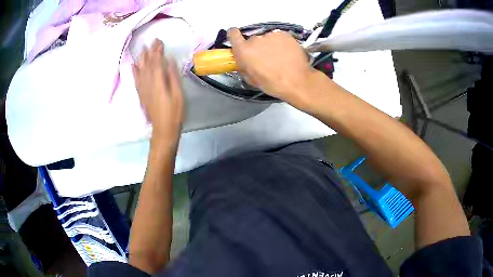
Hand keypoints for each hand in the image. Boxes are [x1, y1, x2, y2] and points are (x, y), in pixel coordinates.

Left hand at [133, 39, 183, 143]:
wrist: (163, 130)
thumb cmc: (174, 113)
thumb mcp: (178, 94)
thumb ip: (173, 76)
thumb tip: (169, 60)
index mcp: (158, 83)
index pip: (156, 62)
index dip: (157, 51)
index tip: (159, 41)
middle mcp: (148, 84)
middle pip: (147, 65)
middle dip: (149, 52)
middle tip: (151, 41)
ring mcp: (143, 90)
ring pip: (140, 71)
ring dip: (142, 59)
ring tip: (143, 49)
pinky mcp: (141, 95)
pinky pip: (136, 81)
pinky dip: (134, 72)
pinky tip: (134, 65)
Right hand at [228, 28, 315, 107]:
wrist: (297, 81)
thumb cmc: (272, 84)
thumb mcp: (251, 79)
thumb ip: (243, 66)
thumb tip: (242, 61)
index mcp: (244, 51)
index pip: (233, 34)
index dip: (235, 36)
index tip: (238, 39)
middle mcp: (255, 39)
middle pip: (253, 39)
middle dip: (257, 47)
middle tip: (265, 58)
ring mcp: (271, 35)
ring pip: (267, 38)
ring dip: (270, 45)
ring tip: (279, 57)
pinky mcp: (284, 34)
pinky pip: (279, 37)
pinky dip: (281, 44)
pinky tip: (287, 54)